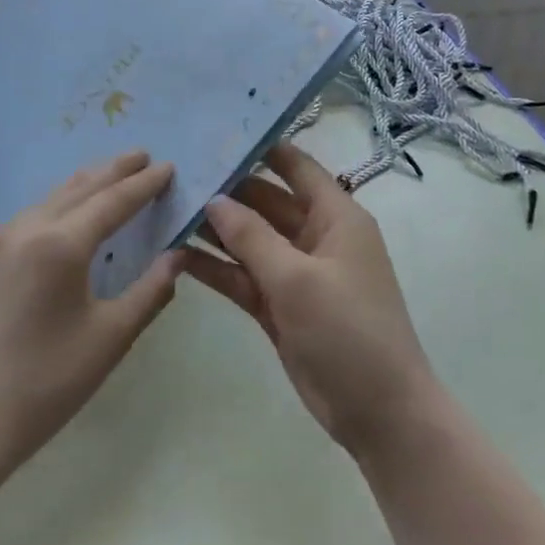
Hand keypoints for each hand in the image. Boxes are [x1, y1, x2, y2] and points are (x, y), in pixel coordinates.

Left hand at [0, 151, 183, 474]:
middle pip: (77, 189)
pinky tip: (59, 220)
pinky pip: (22, 222)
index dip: (144, 184)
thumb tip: (176, 255)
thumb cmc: (46, 383)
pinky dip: (52, 210)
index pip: (113, 201)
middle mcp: (24, 230)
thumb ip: (150, 291)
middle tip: (141, 156)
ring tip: (106, 178)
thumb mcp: (110, 338)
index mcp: (60, 244)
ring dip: (81, 187)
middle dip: (113, 171)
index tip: (168, 166)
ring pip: (46, 202)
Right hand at [184, 143, 439, 459]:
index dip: (260, 147)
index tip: (215, 133)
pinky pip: (242, 276)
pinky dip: (215, 267)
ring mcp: (295, 273)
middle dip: (226, 189)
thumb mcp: (298, 278)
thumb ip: (252, 237)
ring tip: (166, 208)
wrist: (378, 411)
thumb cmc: (348, 331)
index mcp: (336, 217)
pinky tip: (175, 254)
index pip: (295, 167)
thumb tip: (214, 200)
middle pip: (265, 201)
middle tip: (175, 172)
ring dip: (214, 229)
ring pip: (249, 240)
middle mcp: (316, 237)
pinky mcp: (278, 305)